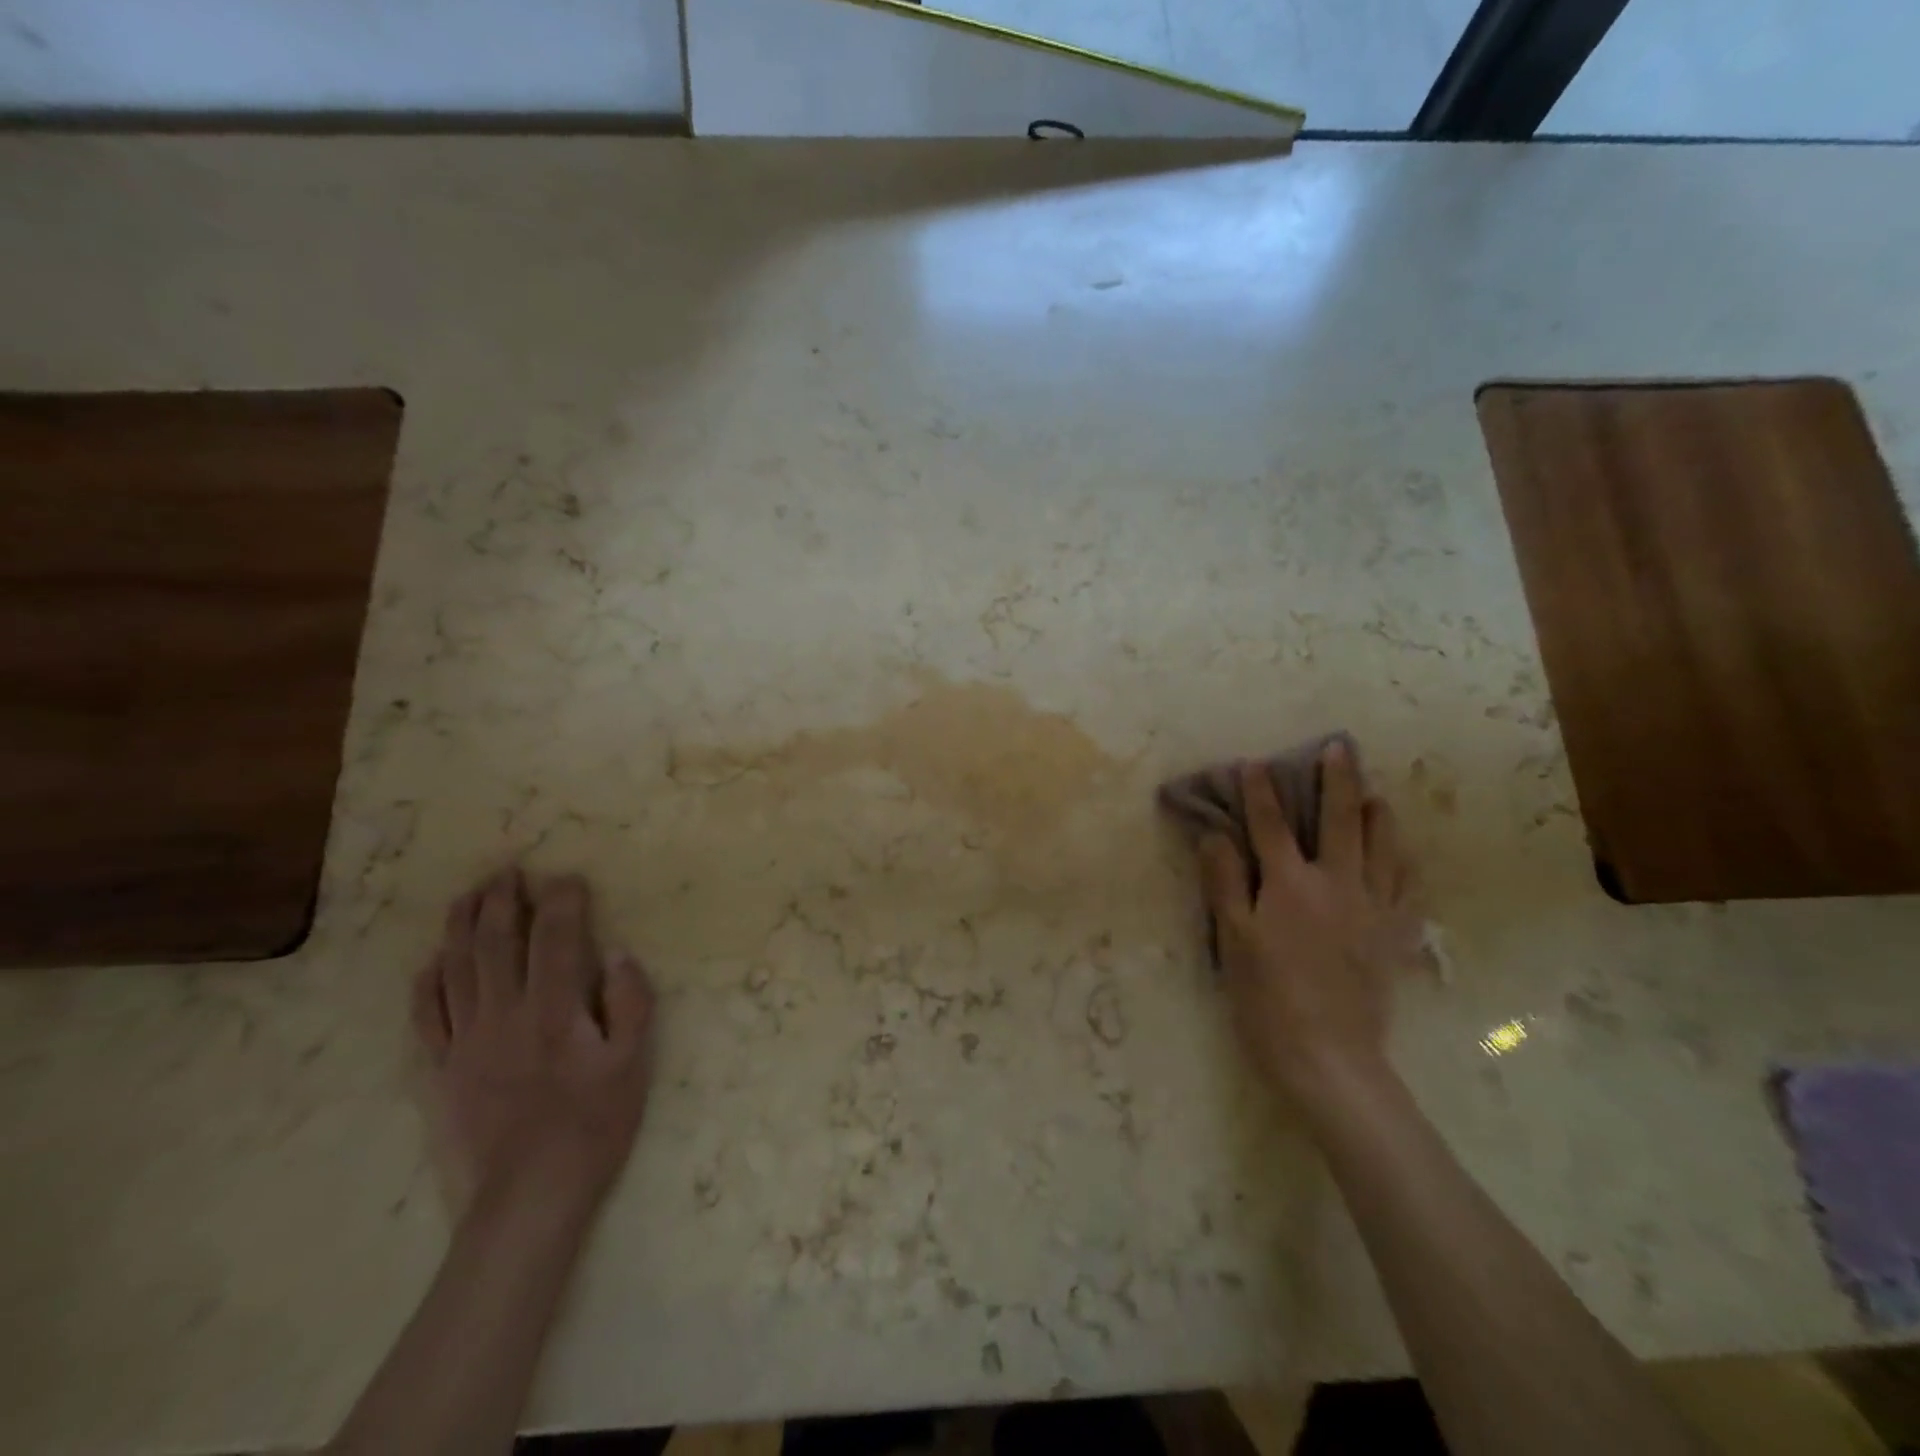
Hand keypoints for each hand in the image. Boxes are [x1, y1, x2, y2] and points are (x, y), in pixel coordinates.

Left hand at [412, 868, 655, 1221]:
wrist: (527, 1200)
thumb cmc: (592, 1126)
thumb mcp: (633, 1064)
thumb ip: (630, 1003)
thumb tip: (616, 954)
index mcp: (553, 1009)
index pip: (555, 938)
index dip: (561, 901)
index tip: (566, 877)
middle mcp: (503, 1014)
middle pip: (495, 944)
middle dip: (501, 901)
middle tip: (506, 870)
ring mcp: (464, 1043)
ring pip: (456, 971)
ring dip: (460, 927)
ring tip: (466, 896)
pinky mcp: (440, 1073)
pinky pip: (425, 1019)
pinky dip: (426, 984)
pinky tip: (430, 964)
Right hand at [1197, 742, 1420, 1113]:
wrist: (1329, 1057)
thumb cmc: (1267, 998)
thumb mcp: (1233, 939)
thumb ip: (1224, 882)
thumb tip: (1215, 834)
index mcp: (1290, 885)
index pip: (1270, 824)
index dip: (1260, 790)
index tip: (1253, 762)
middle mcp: (1337, 884)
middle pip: (1340, 820)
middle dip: (1336, 779)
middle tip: (1338, 747)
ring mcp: (1374, 908)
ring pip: (1383, 846)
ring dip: (1377, 812)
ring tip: (1374, 792)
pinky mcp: (1395, 935)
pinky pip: (1407, 885)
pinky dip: (1403, 859)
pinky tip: (1400, 852)